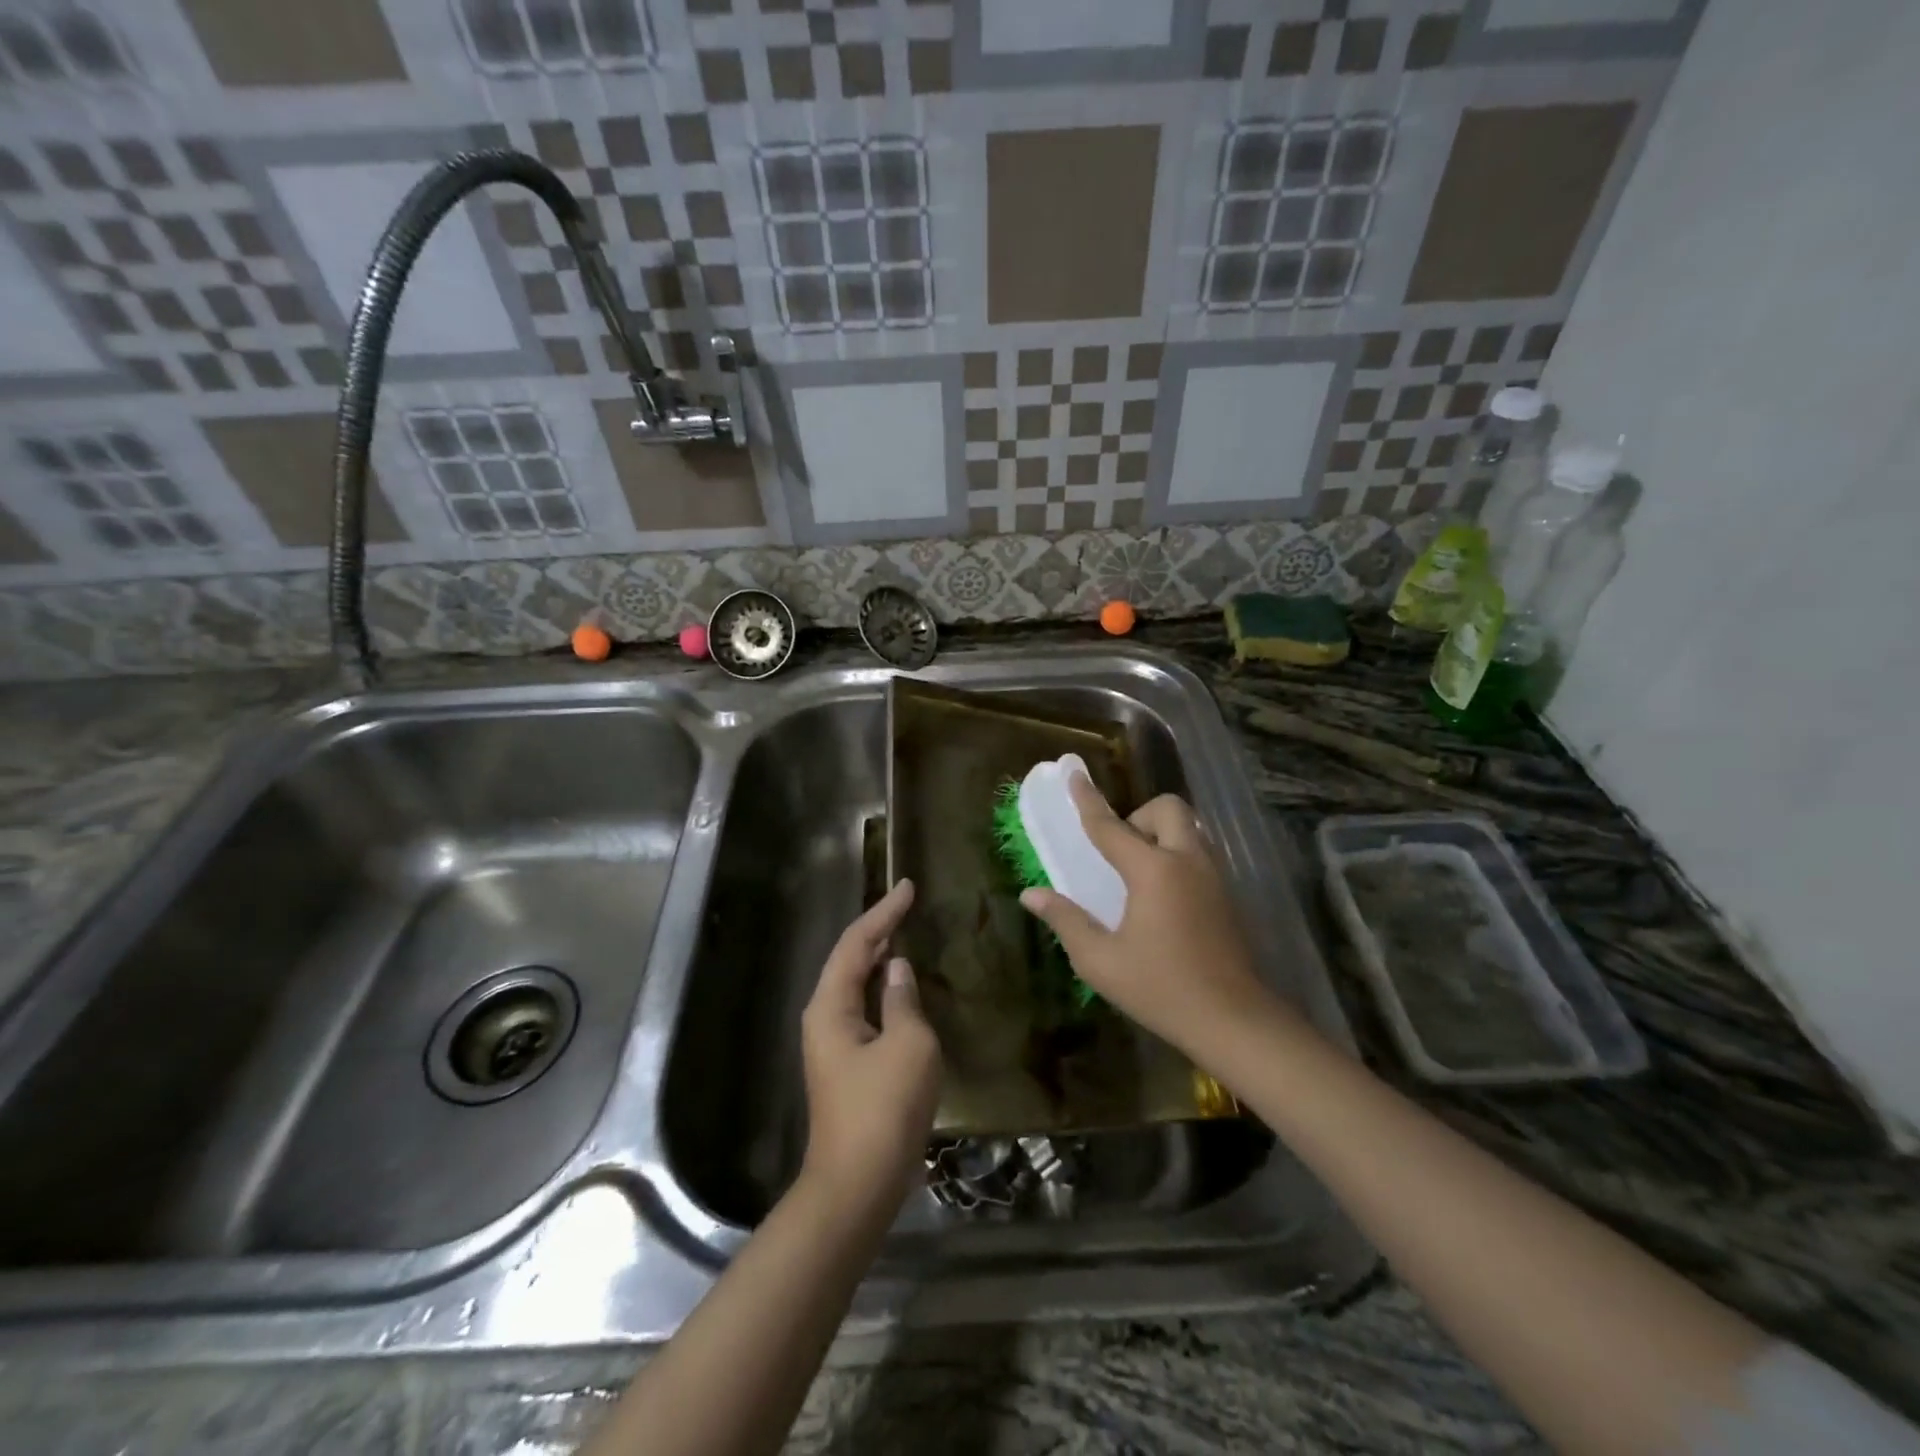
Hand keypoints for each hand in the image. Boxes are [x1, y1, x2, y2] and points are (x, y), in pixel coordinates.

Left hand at [799, 879, 941, 1219]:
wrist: (857, 1185)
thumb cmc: (884, 1109)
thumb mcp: (908, 1046)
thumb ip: (903, 1000)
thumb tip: (898, 970)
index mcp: (831, 1006)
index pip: (857, 943)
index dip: (883, 912)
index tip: (907, 887)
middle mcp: (824, 1018)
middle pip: (850, 960)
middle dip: (878, 930)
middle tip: (906, 906)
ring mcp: (833, 1045)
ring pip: (856, 986)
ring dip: (879, 960)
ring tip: (905, 935)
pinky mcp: (847, 1066)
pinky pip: (865, 1011)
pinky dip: (883, 991)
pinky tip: (902, 991)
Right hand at [1019, 775, 1284, 1057]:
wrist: (1234, 1020)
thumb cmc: (1161, 989)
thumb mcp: (1101, 961)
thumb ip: (1066, 920)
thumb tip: (1031, 895)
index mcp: (1153, 871)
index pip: (1110, 826)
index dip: (1088, 799)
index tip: (1073, 773)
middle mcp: (1187, 861)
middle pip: (1167, 808)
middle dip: (1139, 817)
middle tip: (1120, 853)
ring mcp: (1214, 875)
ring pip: (1188, 828)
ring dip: (1160, 834)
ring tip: (1138, 875)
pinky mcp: (1226, 893)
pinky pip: (1199, 851)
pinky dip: (1177, 855)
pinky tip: (1162, 898)